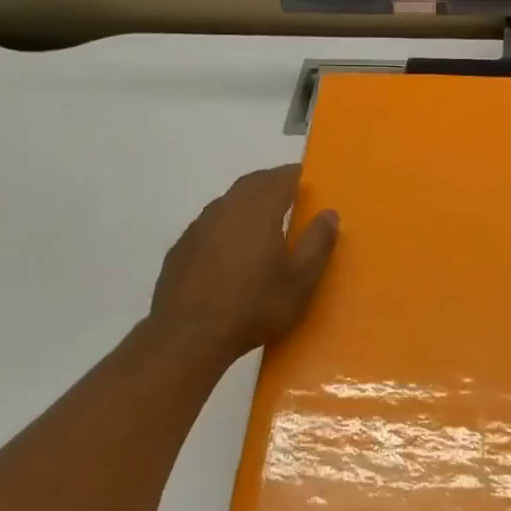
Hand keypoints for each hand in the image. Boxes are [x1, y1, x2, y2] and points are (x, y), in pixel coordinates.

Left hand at [148, 165, 338, 365]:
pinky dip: (226, 226)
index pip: (280, 179)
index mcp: (258, 211)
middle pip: (251, 184)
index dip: (295, 175)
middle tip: (288, 191)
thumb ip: (317, 243)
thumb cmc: (254, 307)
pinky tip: (230, 249)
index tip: (307, 176)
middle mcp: (225, 209)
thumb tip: (329, 213)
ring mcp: (198, 228)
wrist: (188, 336)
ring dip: (246, 203)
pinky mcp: (181, 249)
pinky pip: (209, 226)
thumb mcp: (300, 282)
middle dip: (271, 183)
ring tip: (262, 219)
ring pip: (227, 203)